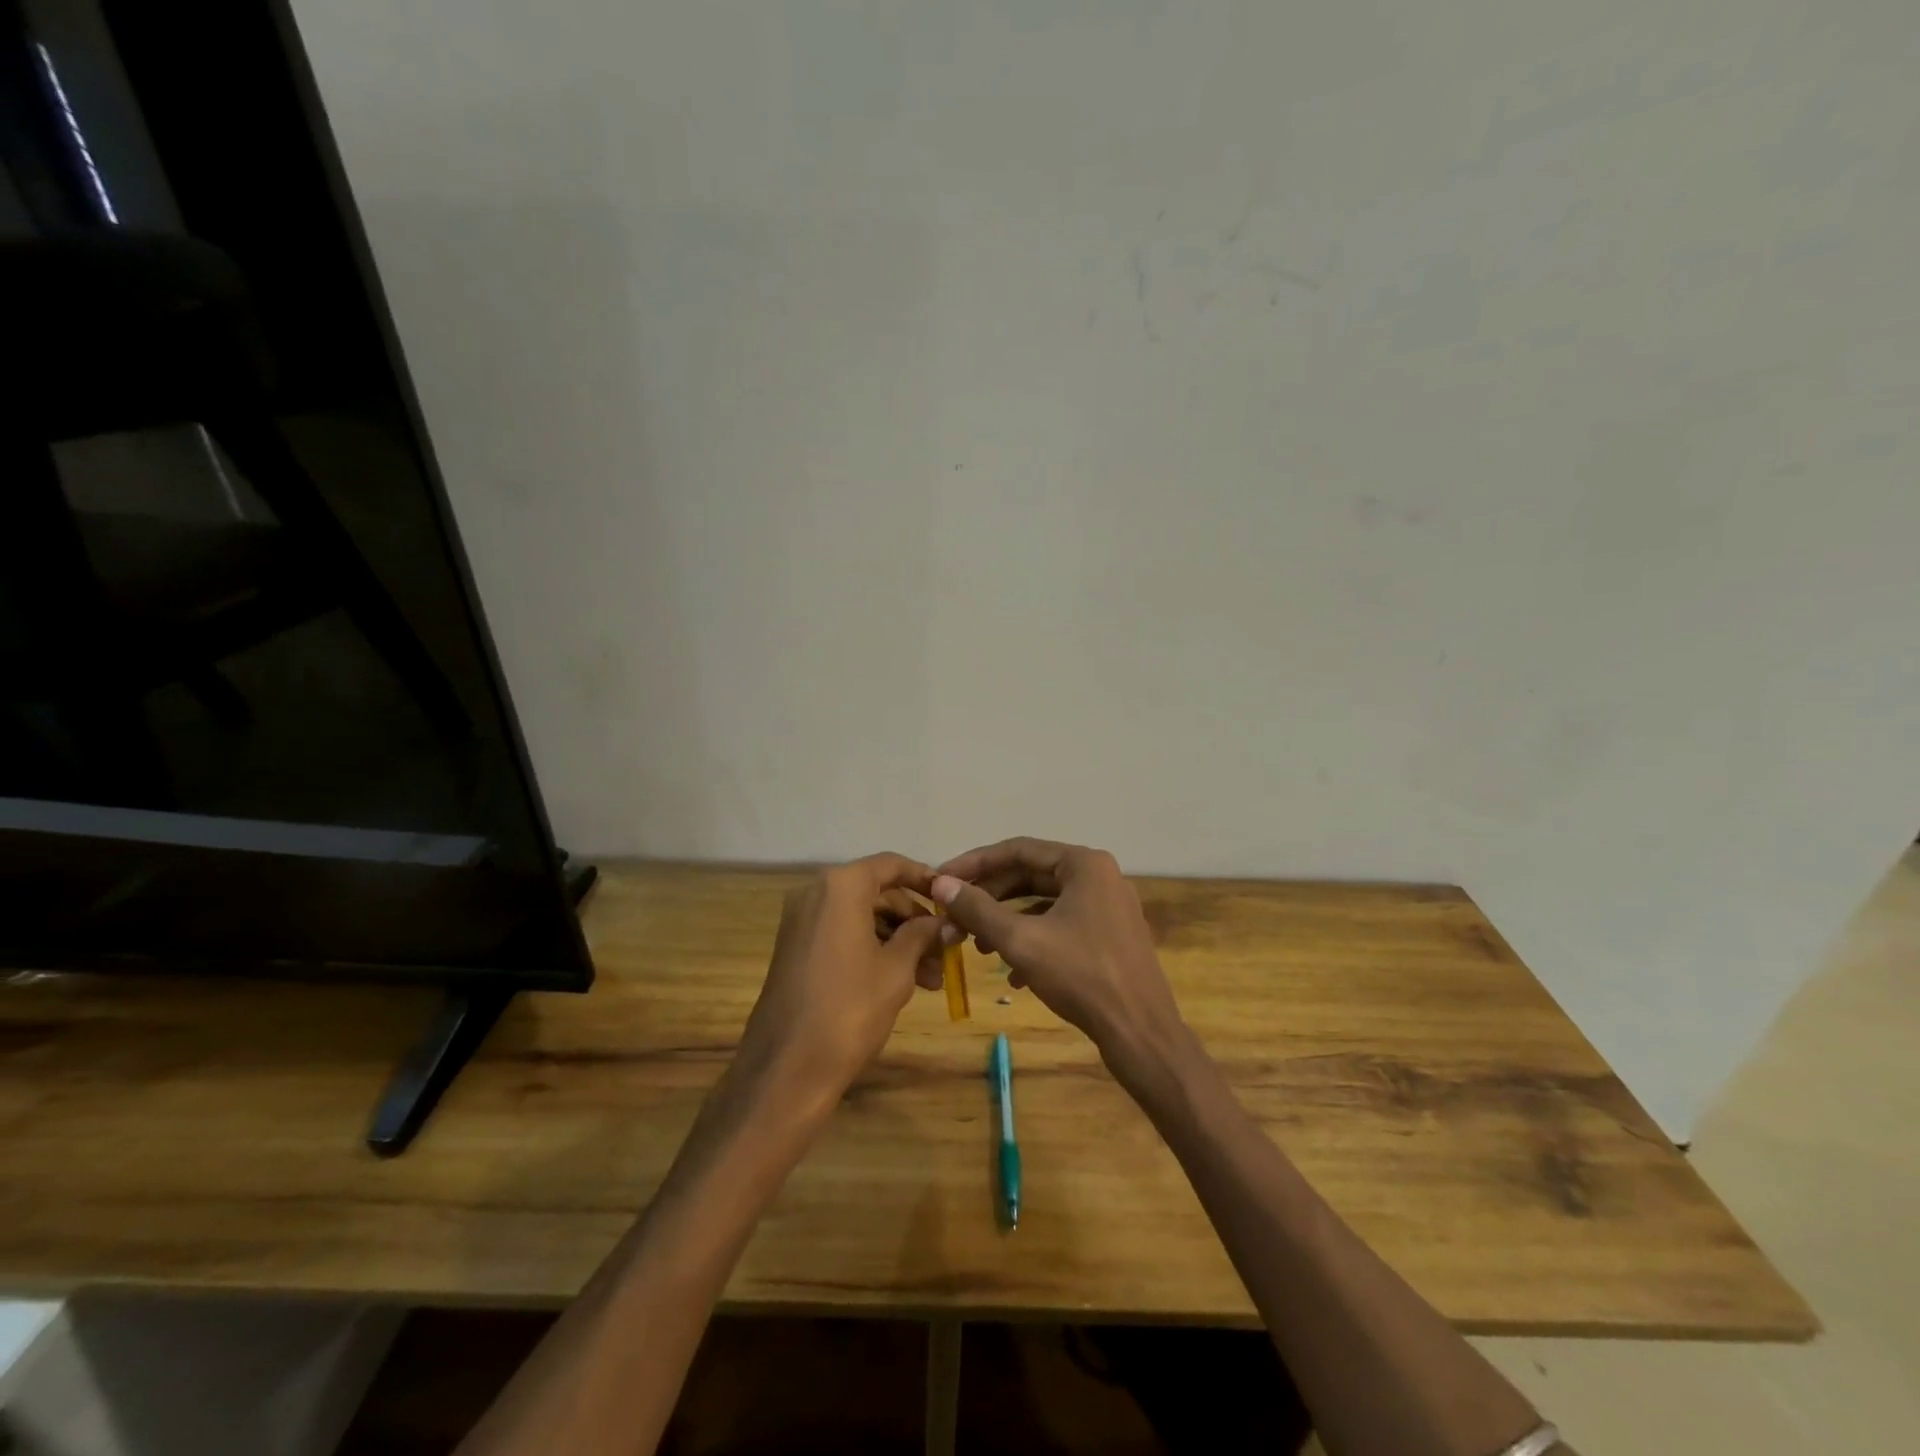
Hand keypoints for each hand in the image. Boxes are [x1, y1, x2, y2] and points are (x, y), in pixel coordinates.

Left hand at [738, 853, 946, 1102]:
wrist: (786, 1068)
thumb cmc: (849, 1009)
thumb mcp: (896, 969)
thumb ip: (922, 935)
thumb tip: (945, 923)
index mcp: (841, 887)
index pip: (891, 865)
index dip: (925, 878)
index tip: (951, 897)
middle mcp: (816, 893)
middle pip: (877, 893)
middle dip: (914, 921)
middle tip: (945, 951)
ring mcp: (801, 922)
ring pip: (862, 918)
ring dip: (898, 941)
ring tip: (932, 979)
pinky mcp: (795, 949)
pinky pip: (843, 935)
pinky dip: (873, 950)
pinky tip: (902, 982)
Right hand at [931, 838, 1190, 1079]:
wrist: (1141, 1033)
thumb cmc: (1081, 977)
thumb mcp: (1021, 941)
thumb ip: (978, 909)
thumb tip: (941, 883)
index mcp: (1084, 864)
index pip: (1017, 850)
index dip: (974, 863)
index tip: (941, 879)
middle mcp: (1099, 876)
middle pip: (1031, 875)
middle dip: (989, 896)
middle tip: (954, 914)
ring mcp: (1108, 907)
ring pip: (1045, 903)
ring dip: (1008, 920)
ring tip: (977, 946)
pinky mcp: (1110, 936)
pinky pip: (1062, 925)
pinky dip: (1033, 940)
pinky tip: (1013, 974)